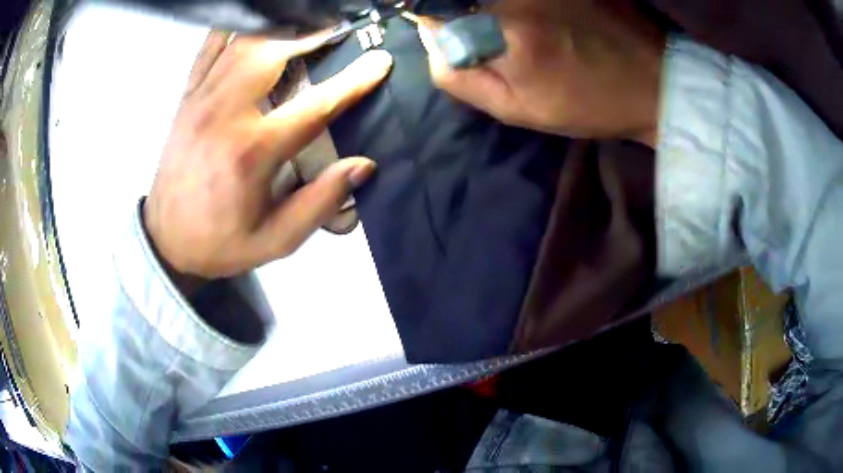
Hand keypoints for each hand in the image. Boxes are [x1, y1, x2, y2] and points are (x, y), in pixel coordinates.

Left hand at [144, 31, 392, 278]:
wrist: (165, 240)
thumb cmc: (220, 243)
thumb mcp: (275, 240)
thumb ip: (320, 203)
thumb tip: (363, 165)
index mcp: (251, 152)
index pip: (315, 104)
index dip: (354, 81)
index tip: (380, 61)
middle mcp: (225, 114)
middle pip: (274, 52)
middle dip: (314, 33)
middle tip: (342, 26)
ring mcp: (201, 100)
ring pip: (244, 42)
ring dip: (280, 27)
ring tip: (307, 23)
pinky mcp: (187, 98)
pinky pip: (209, 49)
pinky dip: (234, 29)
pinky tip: (255, 23)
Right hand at [418, 0, 664, 145]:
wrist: (654, 82)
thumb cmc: (589, 103)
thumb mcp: (518, 109)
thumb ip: (460, 76)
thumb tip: (431, 37)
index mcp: (504, 30)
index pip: (437, 11)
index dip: (443, 24)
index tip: (464, 40)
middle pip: (469, 0)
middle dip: (474, 16)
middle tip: (511, 40)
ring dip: (504, 9)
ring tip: (544, 31)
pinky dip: (530, 5)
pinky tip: (556, 19)